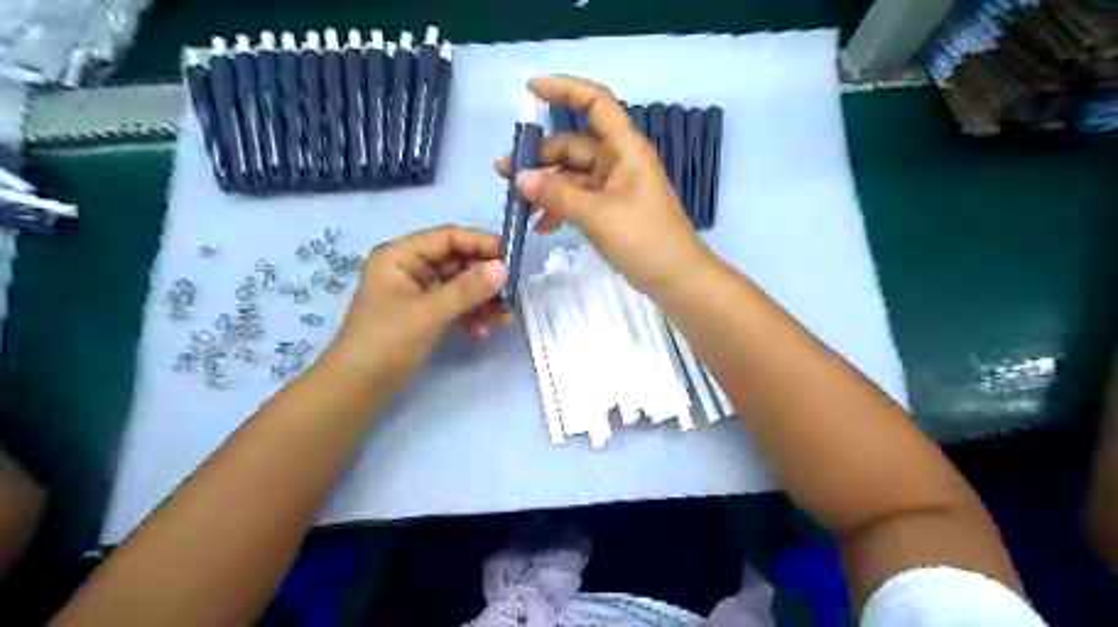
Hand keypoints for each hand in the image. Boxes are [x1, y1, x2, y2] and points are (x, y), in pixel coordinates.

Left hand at [315, 225, 506, 394]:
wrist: (356, 388)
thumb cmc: (386, 343)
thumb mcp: (428, 314)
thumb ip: (467, 289)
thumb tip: (503, 268)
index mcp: (400, 256)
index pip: (447, 237)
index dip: (481, 243)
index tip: (512, 258)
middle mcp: (408, 267)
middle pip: (456, 260)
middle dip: (484, 277)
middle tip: (511, 292)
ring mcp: (415, 290)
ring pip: (458, 284)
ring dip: (481, 299)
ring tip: (503, 317)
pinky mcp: (421, 312)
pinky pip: (452, 303)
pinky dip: (468, 314)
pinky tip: (481, 331)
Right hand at [498, 75, 714, 297]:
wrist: (675, 277)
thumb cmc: (643, 239)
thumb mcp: (597, 215)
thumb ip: (557, 195)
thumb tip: (520, 177)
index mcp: (624, 149)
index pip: (595, 103)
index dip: (565, 90)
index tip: (530, 91)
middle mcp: (619, 161)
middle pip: (574, 146)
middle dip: (539, 157)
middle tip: (504, 172)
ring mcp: (614, 187)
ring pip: (572, 176)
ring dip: (545, 187)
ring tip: (516, 204)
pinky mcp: (611, 210)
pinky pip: (579, 199)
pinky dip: (559, 208)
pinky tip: (540, 226)